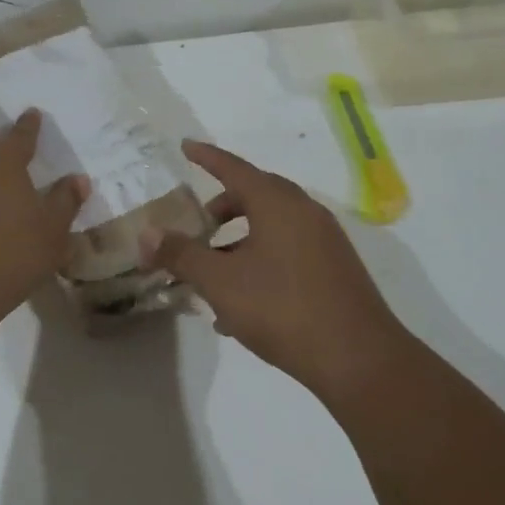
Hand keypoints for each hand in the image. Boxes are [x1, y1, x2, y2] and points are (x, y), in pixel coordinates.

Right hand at [140, 140, 410, 395]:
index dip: (206, 157)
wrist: (357, 358)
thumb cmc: (282, 309)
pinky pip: (288, 250)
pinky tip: (241, 305)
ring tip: (212, 276)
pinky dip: (260, 261)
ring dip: (239, 242)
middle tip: (196, 225)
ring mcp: (324, 240)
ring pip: (272, 227)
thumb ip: (182, 255)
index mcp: (277, 203)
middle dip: (222, 208)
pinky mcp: (334, 268)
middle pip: (256, 195)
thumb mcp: (221, 282)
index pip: (234, 168)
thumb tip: (147, 234)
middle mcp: (304, 212)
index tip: (185, 146)